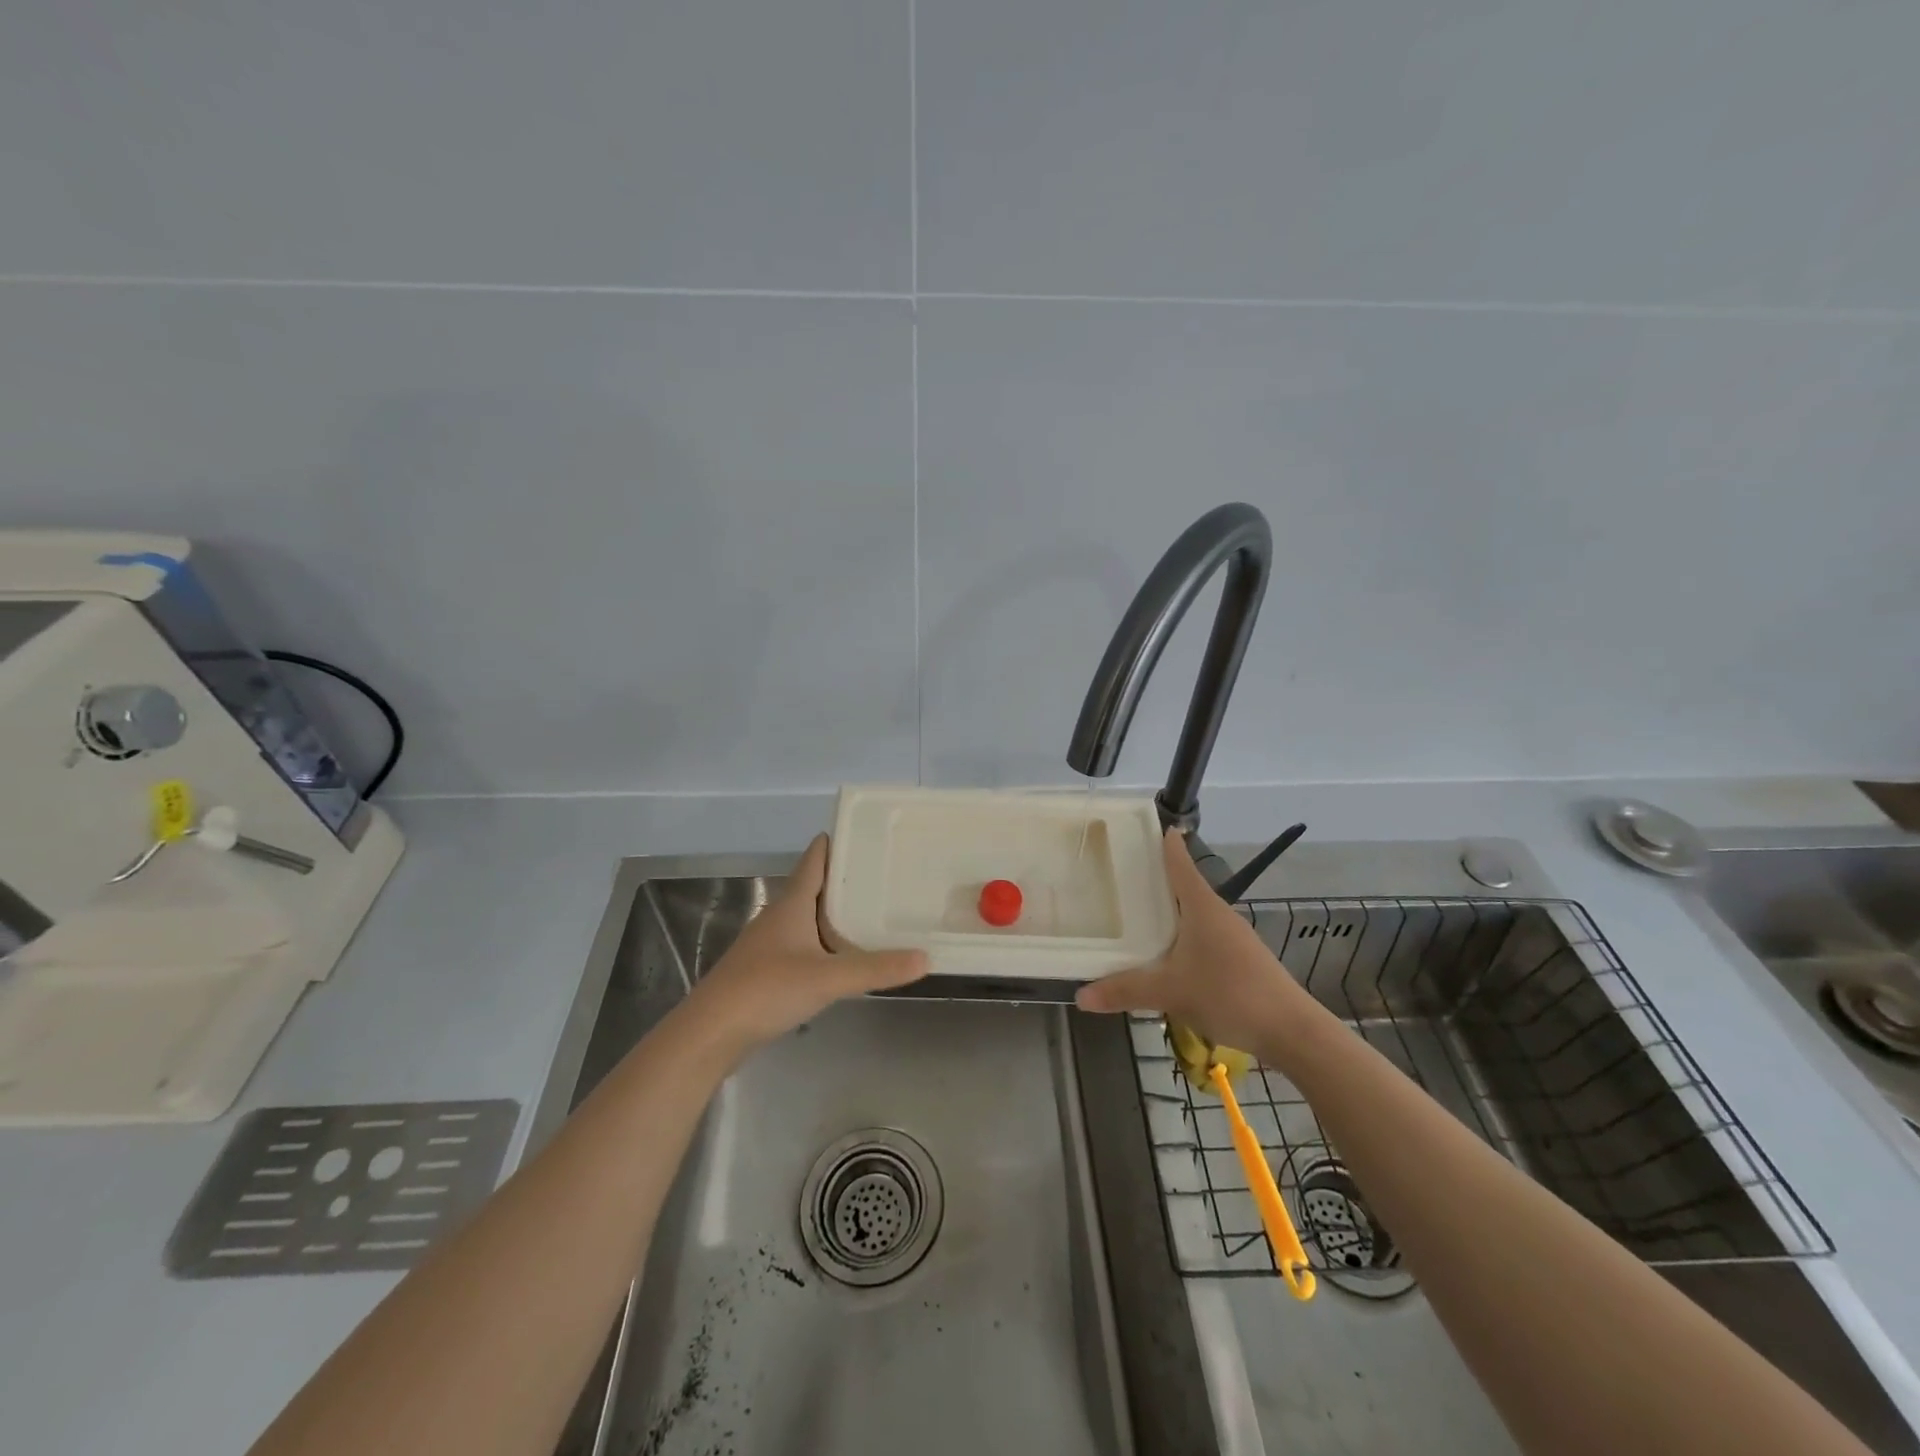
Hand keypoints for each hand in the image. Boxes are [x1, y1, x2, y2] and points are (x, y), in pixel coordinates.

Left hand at [682, 834, 927, 1054]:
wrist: (710, 1033)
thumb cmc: (766, 989)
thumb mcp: (828, 978)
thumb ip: (876, 968)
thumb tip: (925, 957)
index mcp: (791, 905)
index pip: (814, 860)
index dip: (835, 843)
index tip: (864, 832)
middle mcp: (778, 917)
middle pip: (814, 888)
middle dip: (844, 880)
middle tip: (883, 874)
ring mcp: (769, 945)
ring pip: (807, 919)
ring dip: (834, 914)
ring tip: (871, 913)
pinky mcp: (765, 972)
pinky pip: (802, 946)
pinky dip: (824, 944)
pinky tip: (842, 958)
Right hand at [1075, 830, 1311, 1049]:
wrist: (1291, 1031)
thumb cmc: (1229, 994)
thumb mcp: (1170, 992)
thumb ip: (1125, 990)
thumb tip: (1081, 996)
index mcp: (1202, 907)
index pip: (1180, 864)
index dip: (1165, 844)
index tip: (1150, 826)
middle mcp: (1218, 914)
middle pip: (1184, 887)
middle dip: (1156, 881)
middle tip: (1122, 875)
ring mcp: (1233, 937)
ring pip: (1194, 916)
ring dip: (1170, 913)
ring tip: (1138, 916)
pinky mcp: (1241, 960)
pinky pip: (1203, 938)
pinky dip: (1182, 937)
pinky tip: (1167, 957)